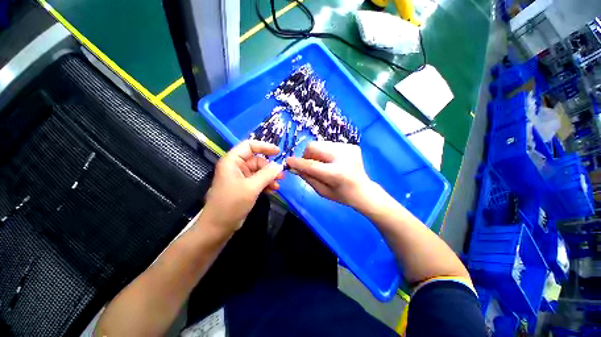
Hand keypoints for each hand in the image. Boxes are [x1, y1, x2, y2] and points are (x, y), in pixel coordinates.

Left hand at [200, 140, 283, 233]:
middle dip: (269, 167)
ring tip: (277, 185)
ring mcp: (240, 177)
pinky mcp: (244, 186)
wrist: (218, 227)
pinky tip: (272, 190)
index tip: (278, 152)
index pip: (249, 146)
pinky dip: (265, 183)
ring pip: (259, 171)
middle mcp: (236, 166)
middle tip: (281, 176)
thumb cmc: (231, 204)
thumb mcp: (251, 188)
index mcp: (232, 161)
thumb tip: (280, 165)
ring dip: (269, 177)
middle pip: (257, 160)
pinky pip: (258, 180)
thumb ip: (267, 174)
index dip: (264, 146)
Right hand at [285, 141, 374, 208]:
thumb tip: (293, 167)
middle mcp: (343, 157)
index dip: (297, 162)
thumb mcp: (322, 191)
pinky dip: (325, 152)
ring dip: (316, 153)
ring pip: (320, 143)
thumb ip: (307, 177)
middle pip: (314, 146)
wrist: (364, 190)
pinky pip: (329, 145)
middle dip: (307, 155)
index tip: (288, 161)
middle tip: (309, 165)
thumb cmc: (342, 195)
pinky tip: (332, 161)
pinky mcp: (351, 145)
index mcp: (336, 173)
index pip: (311, 164)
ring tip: (322, 164)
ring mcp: (348, 148)